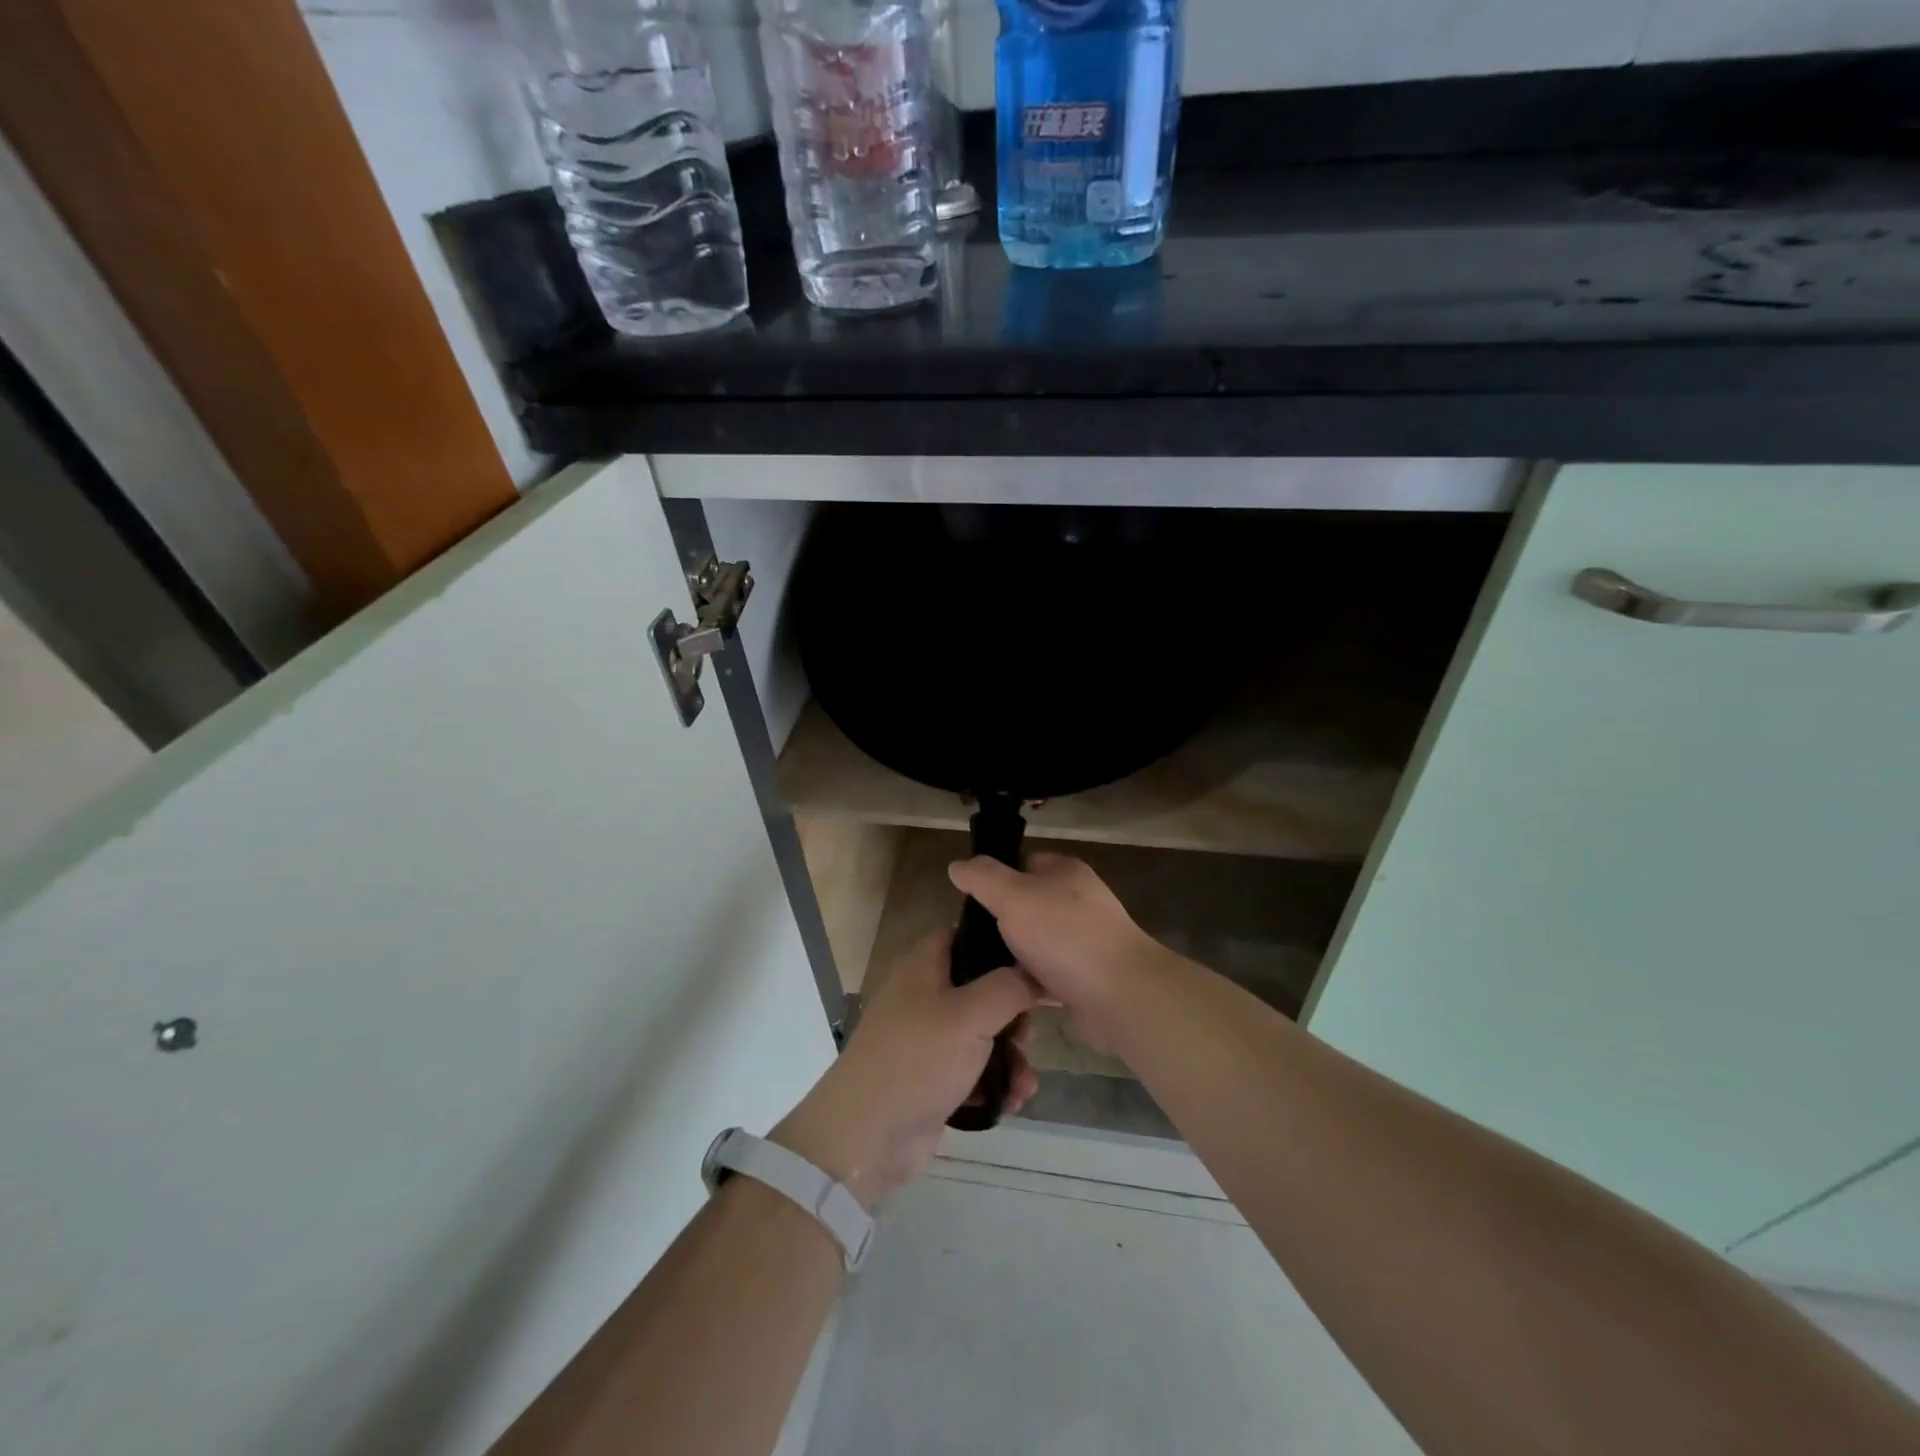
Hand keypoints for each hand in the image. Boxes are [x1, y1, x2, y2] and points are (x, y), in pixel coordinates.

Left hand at [772, 931, 1039, 1210]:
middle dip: (1014, 1016)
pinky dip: (994, 1083)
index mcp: (925, 965)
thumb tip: (1036, 974)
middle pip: (983, 989)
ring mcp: (927, 1038)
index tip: (1035, 965)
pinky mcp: (932, 1078)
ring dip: (1010, 1058)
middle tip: (1028, 1036)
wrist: (867, 1135)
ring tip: (1024, 1083)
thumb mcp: (971, 1015)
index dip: (1001, 945)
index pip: (966, 935)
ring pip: (983, 1034)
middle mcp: (925, 995)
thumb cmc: (918, 1059)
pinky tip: (1012, 1102)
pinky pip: (974, 1070)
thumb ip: (1010, 987)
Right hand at [946, 852, 1168, 1051]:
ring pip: (1035, 943)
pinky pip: (1046, 976)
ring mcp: (1084, 941)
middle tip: (970, 941)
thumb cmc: (1065, 934)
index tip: (970, 902)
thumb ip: (982, 878)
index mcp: (1065, 872)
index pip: (1024, 862)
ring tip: (980, 971)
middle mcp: (1078, 901)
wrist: (1120, 995)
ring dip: (1013, 957)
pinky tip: (1005, 993)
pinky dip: (1028, 984)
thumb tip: (957, 865)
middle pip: (1027, 905)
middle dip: (1001, 923)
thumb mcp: (1013, 896)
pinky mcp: (1085, 978)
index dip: (996, 878)